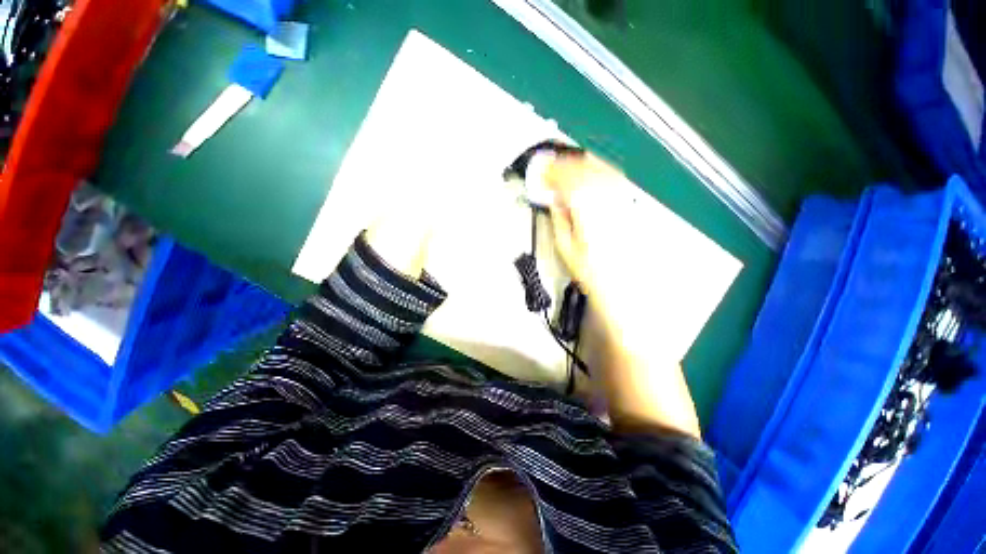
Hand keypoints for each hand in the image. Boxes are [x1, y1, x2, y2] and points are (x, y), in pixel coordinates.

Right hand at [544, 152, 701, 437]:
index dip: (554, 171)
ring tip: (567, 169)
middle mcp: (615, 204)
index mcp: (593, 216)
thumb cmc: (594, 282)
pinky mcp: (636, 211)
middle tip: (551, 165)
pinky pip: (617, 185)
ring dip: (584, 167)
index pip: (572, 181)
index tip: (540, 168)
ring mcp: (629, 206)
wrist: (630, 301)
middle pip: (591, 170)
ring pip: (606, 173)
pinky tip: (590, 181)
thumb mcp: (567, 252)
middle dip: (569, 163)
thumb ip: (560, 220)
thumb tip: (553, 198)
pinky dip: (600, 176)